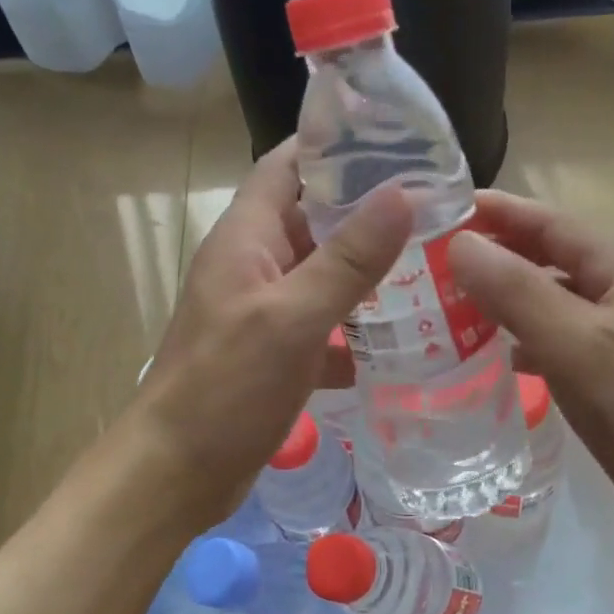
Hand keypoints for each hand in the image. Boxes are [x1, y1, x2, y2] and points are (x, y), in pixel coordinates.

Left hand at [135, 141, 411, 532]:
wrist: (176, 472)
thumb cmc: (226, 388)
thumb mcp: (291, 318)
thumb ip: (348, 259)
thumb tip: (403, 194)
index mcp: (247, 237)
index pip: (289, 165)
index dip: (337, 145)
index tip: (399, 141)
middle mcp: (254, 264)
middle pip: (314, 219)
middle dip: (369, 211)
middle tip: (437, 210)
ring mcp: (264, 311)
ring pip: (323, 275)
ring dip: (369, 272)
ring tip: (434, 268)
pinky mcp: (275, 354)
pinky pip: (323, 326)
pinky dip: (356, 329)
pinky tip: (401, 341)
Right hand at [447, 192, 613, 572]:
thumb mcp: (578, 347)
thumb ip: (518, 292)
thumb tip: (461, 244)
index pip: (551, 223)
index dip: (497, 213)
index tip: (439, 210)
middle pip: (553, 260)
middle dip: (497, 256)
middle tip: (433, 263)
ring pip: (556, 304)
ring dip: (508, 301)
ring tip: (452, 307)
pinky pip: (564, 344)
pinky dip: (528, 342)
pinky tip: (499, 358)